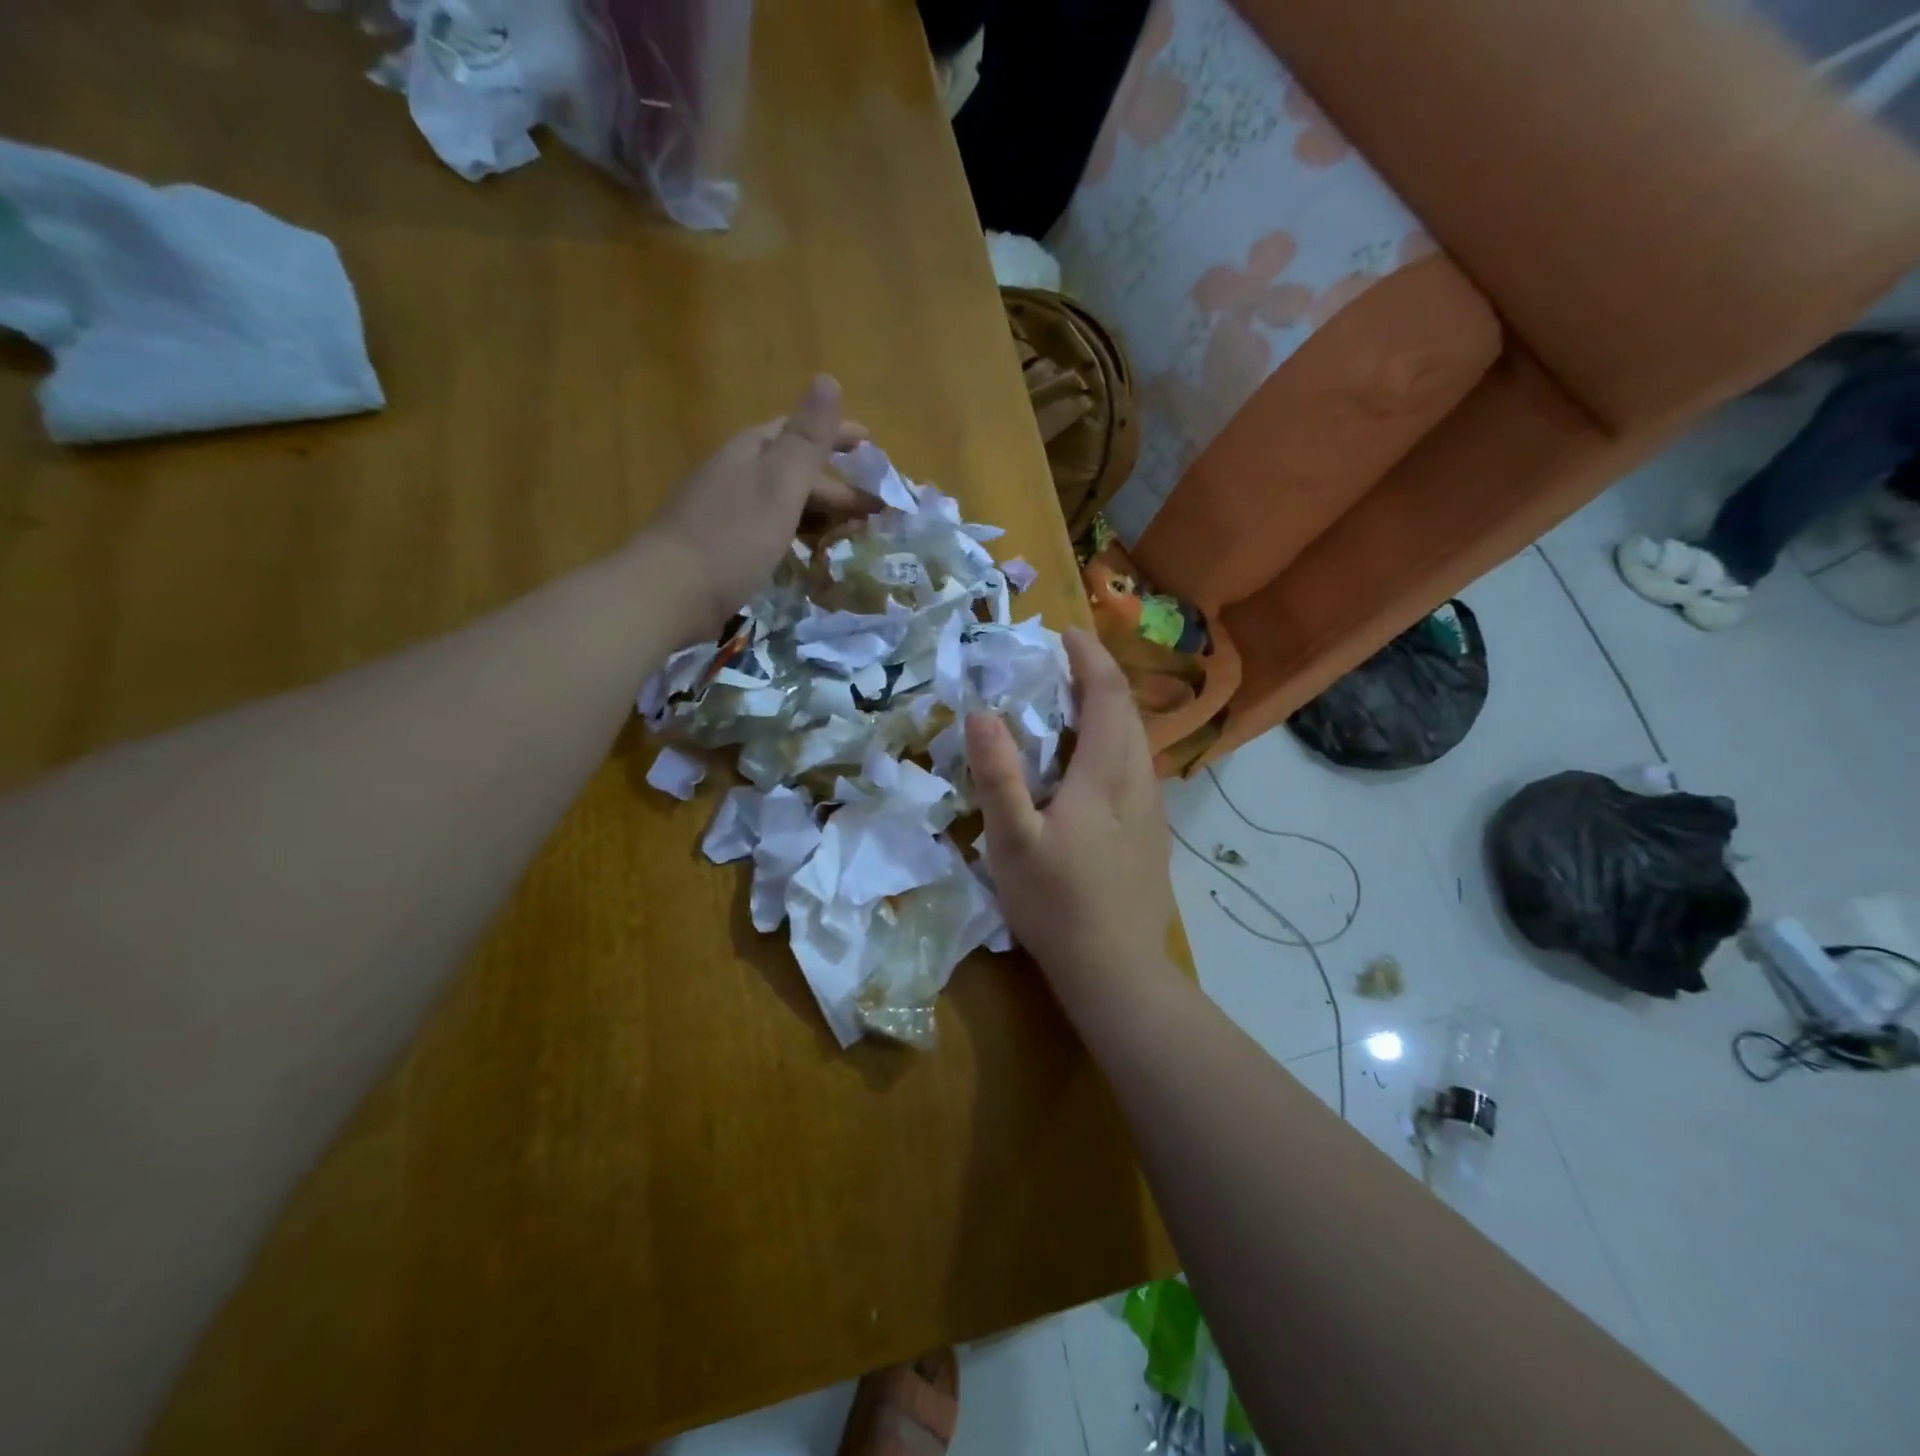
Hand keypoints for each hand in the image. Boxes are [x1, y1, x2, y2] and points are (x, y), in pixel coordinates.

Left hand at [645, 374, 871, 635]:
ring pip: (780, 500)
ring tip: (846, 532)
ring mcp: (722, 510)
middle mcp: (734, 474)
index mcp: (750, 452)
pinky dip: (794, 533)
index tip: (871, 443)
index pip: (798, 431)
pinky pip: (768, 528)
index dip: (836, 434)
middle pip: (791, 469)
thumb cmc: (732, 537)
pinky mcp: (718, 545)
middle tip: (873, 508)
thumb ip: (807, 439)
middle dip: (834, 483)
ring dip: (816, 510)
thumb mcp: (779, 484)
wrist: (668, 592)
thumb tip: (828, 378)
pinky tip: (802, 552)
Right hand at [966, 629, 1174, 1006]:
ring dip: (1107, 712)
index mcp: (1107, 774)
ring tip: (1071, 708)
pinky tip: (1089, 767)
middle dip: (1098, 679)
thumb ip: (998, 775)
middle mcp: (1139, 781)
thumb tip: (980, 712)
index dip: (1088, 659)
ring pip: (1136, 741)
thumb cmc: (1058, 903)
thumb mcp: (1013, 840)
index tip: (1064, 635)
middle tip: (1059, 667)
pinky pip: (1135, 768)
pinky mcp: (1153, 833)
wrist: (1118, 970)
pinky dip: (1113, 743)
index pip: (1108, 695)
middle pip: (1128, 712)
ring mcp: (1152, 809)